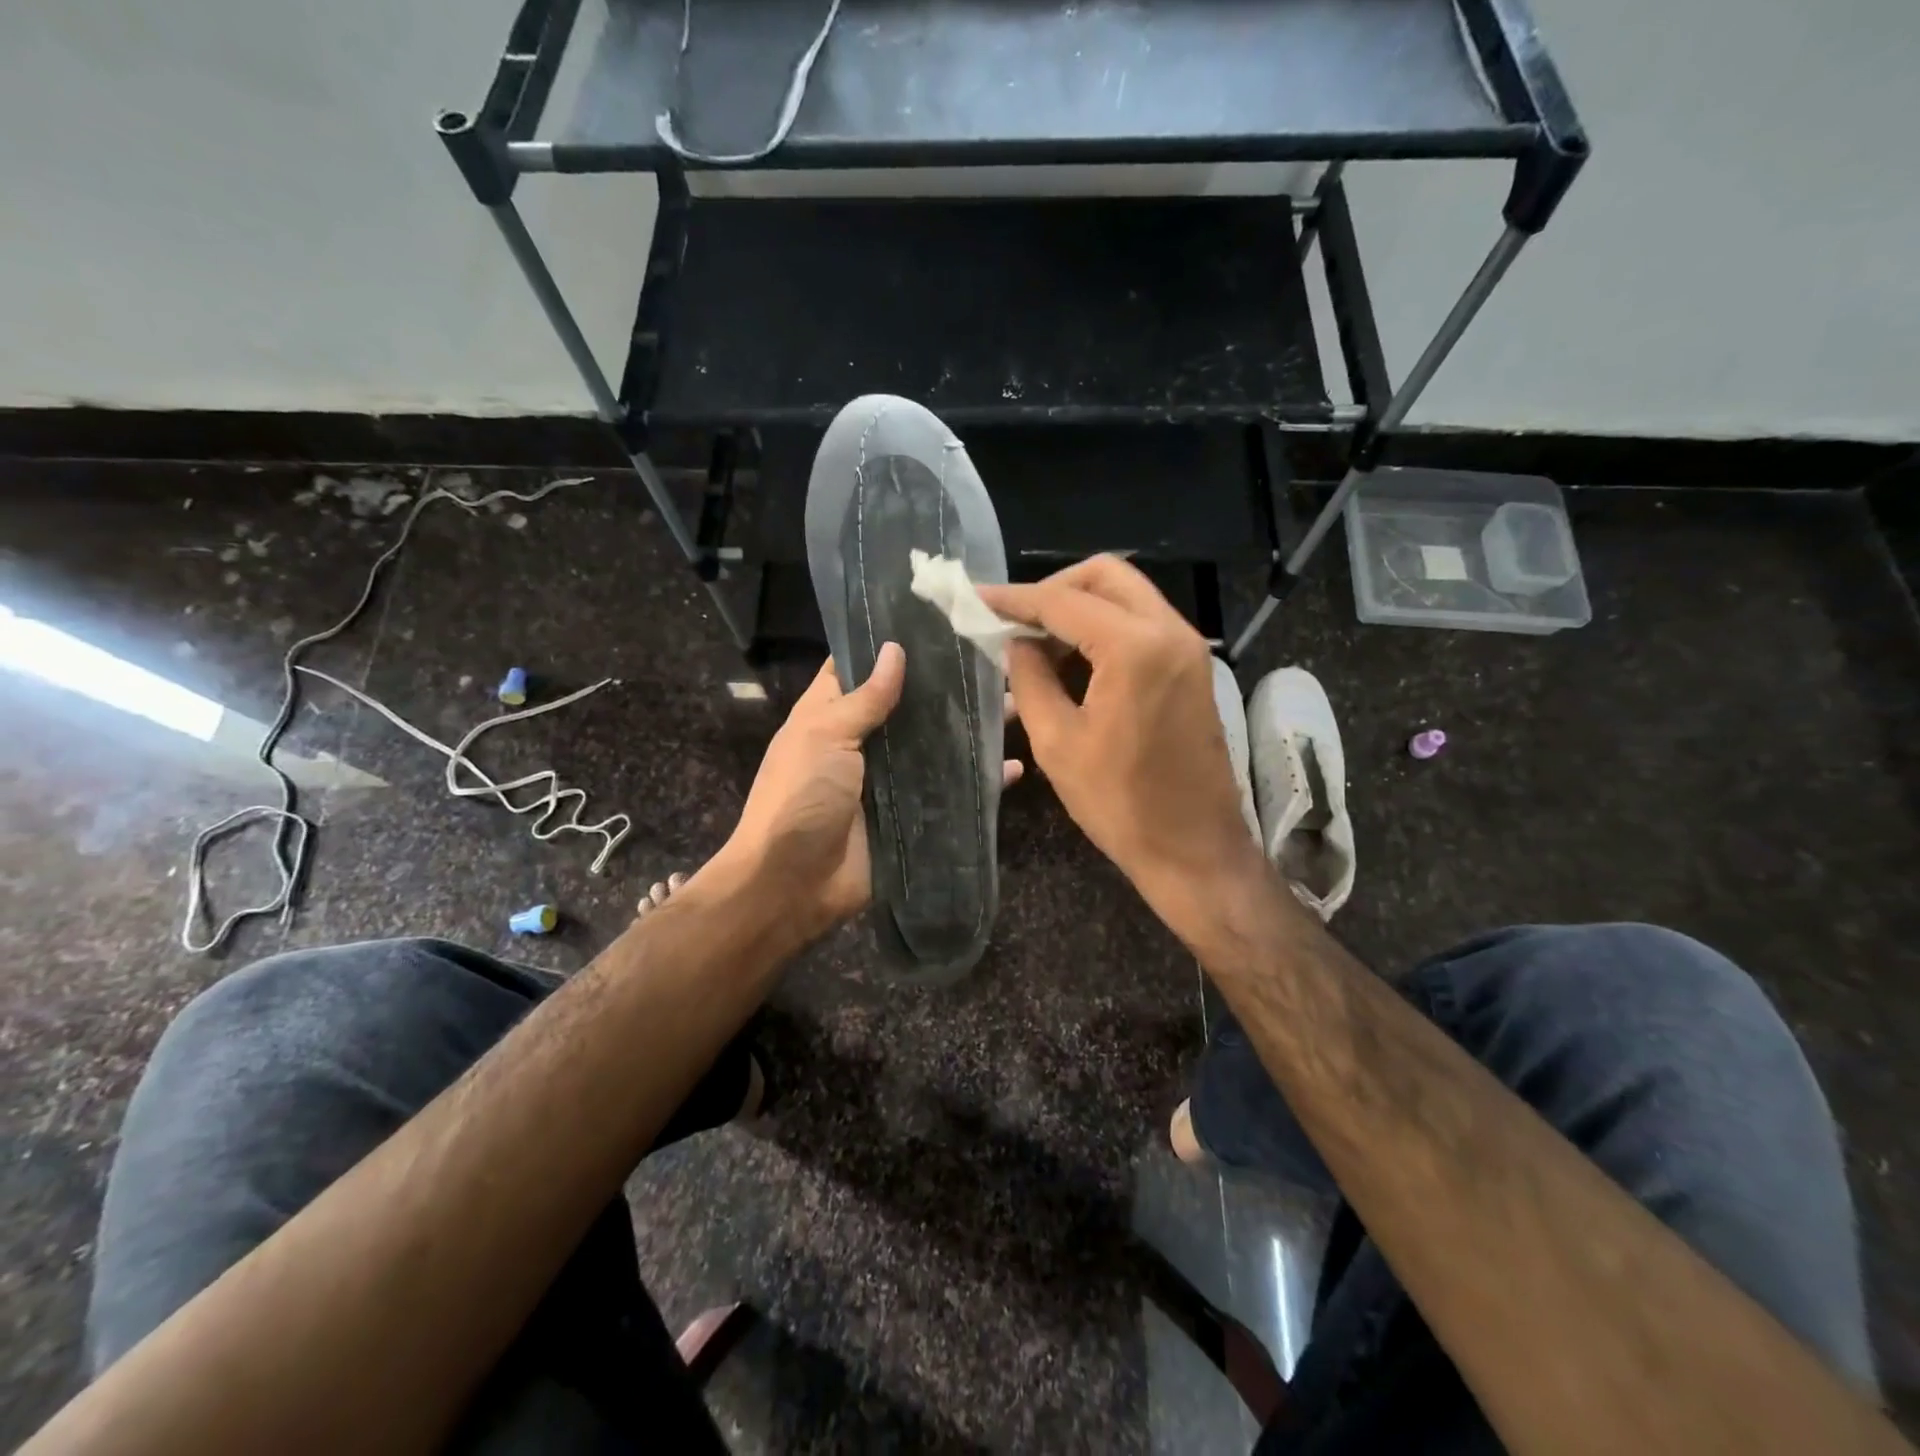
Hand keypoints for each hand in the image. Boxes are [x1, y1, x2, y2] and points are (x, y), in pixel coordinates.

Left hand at [708, 644, 1023, 947]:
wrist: (793, 884)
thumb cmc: (800, 796)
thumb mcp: (824, 736)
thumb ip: (865, 698)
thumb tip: (895, 650)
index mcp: (832, 715)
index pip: (862, 667)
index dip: (891, 645)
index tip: (938, 620)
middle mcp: (864, 741)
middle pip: (910, 705)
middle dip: (947, 687)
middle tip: (996, 661)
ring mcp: (891, 779)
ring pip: (937, 745)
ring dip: (972, 728)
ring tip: (1017, 703)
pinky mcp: (914, 814)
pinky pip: (953, 791)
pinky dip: (982, 780)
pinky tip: (1015, 765)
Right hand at [979, 557, 1260, 938]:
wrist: (1194, 849)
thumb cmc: (1120, 803)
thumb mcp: (1057, 742)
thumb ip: (1030, 679)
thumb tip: (1017, 642)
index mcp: (1135, 648)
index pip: (1063, 601)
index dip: (1014, 598)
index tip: (976, 598)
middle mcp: (1170, 631)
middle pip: (1105, 576)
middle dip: (1053, 589)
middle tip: (1014, 620)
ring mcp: (1188, 648)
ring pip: (1127, 595)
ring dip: (1079, 607)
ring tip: (1035, 644)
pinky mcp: (1192, 667)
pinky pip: (1142, 624)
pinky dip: (1104, 627)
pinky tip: (1071, 659)